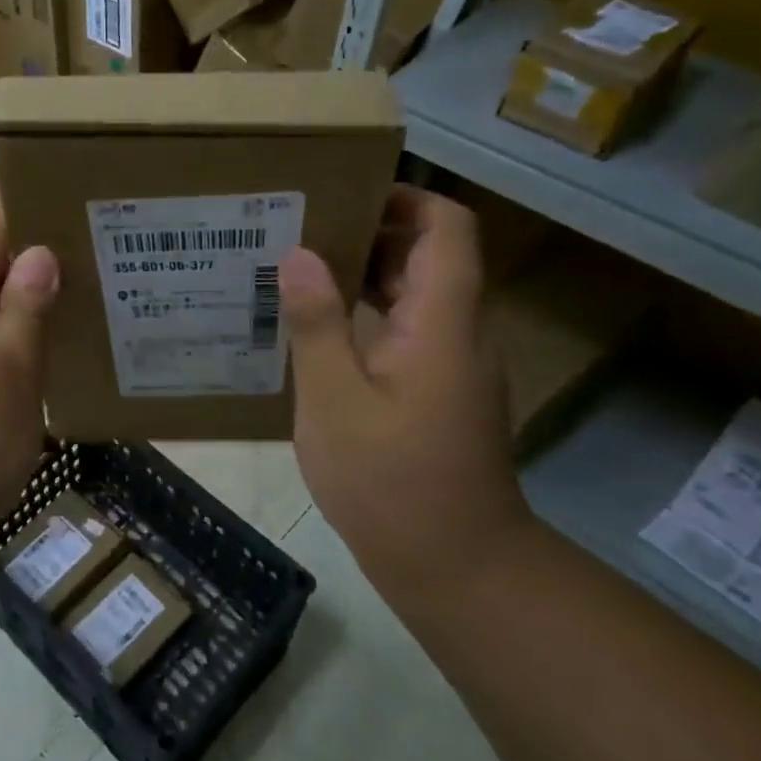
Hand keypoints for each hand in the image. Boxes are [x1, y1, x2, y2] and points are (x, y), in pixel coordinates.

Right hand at [280, 187, 530, 599]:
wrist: (458, 567)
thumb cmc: (391, 483)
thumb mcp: (335, 402)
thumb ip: (318, 324)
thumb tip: (299, 254)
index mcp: (442, 321)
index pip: (447, 227)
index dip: (405, 198)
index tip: (344, 193)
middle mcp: (461, 332)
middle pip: (431, 256)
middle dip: (372, 232)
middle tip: (302, 228)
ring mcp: (457, 364)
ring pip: (419, 295)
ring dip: (368, 275)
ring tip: (301, 271)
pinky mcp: (446, 392)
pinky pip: (412, 331)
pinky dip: (373, 315)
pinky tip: (322, 333)